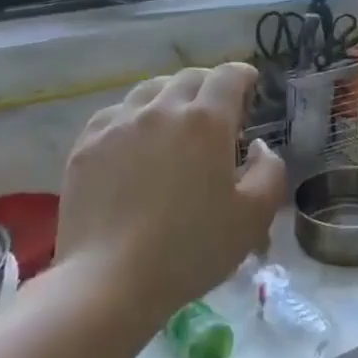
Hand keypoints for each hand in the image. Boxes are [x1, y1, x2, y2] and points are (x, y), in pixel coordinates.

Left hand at [56, 63, 284, 328]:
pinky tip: (135, 141)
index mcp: (207, 121)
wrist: (109, 282)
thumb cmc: (191, 249)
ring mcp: (120, 124)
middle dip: (209, 86)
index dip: (243, 75)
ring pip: (150, 89)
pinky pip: (116, 113)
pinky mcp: (87, 144)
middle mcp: (163, 109)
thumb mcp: (253, 217)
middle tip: (217, 111)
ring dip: (170, 96)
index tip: (250, 86)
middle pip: (190, 77)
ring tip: (174, 121)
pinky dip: (134, 117)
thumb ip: (270, 171)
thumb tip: (259, 146)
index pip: (229, 75)